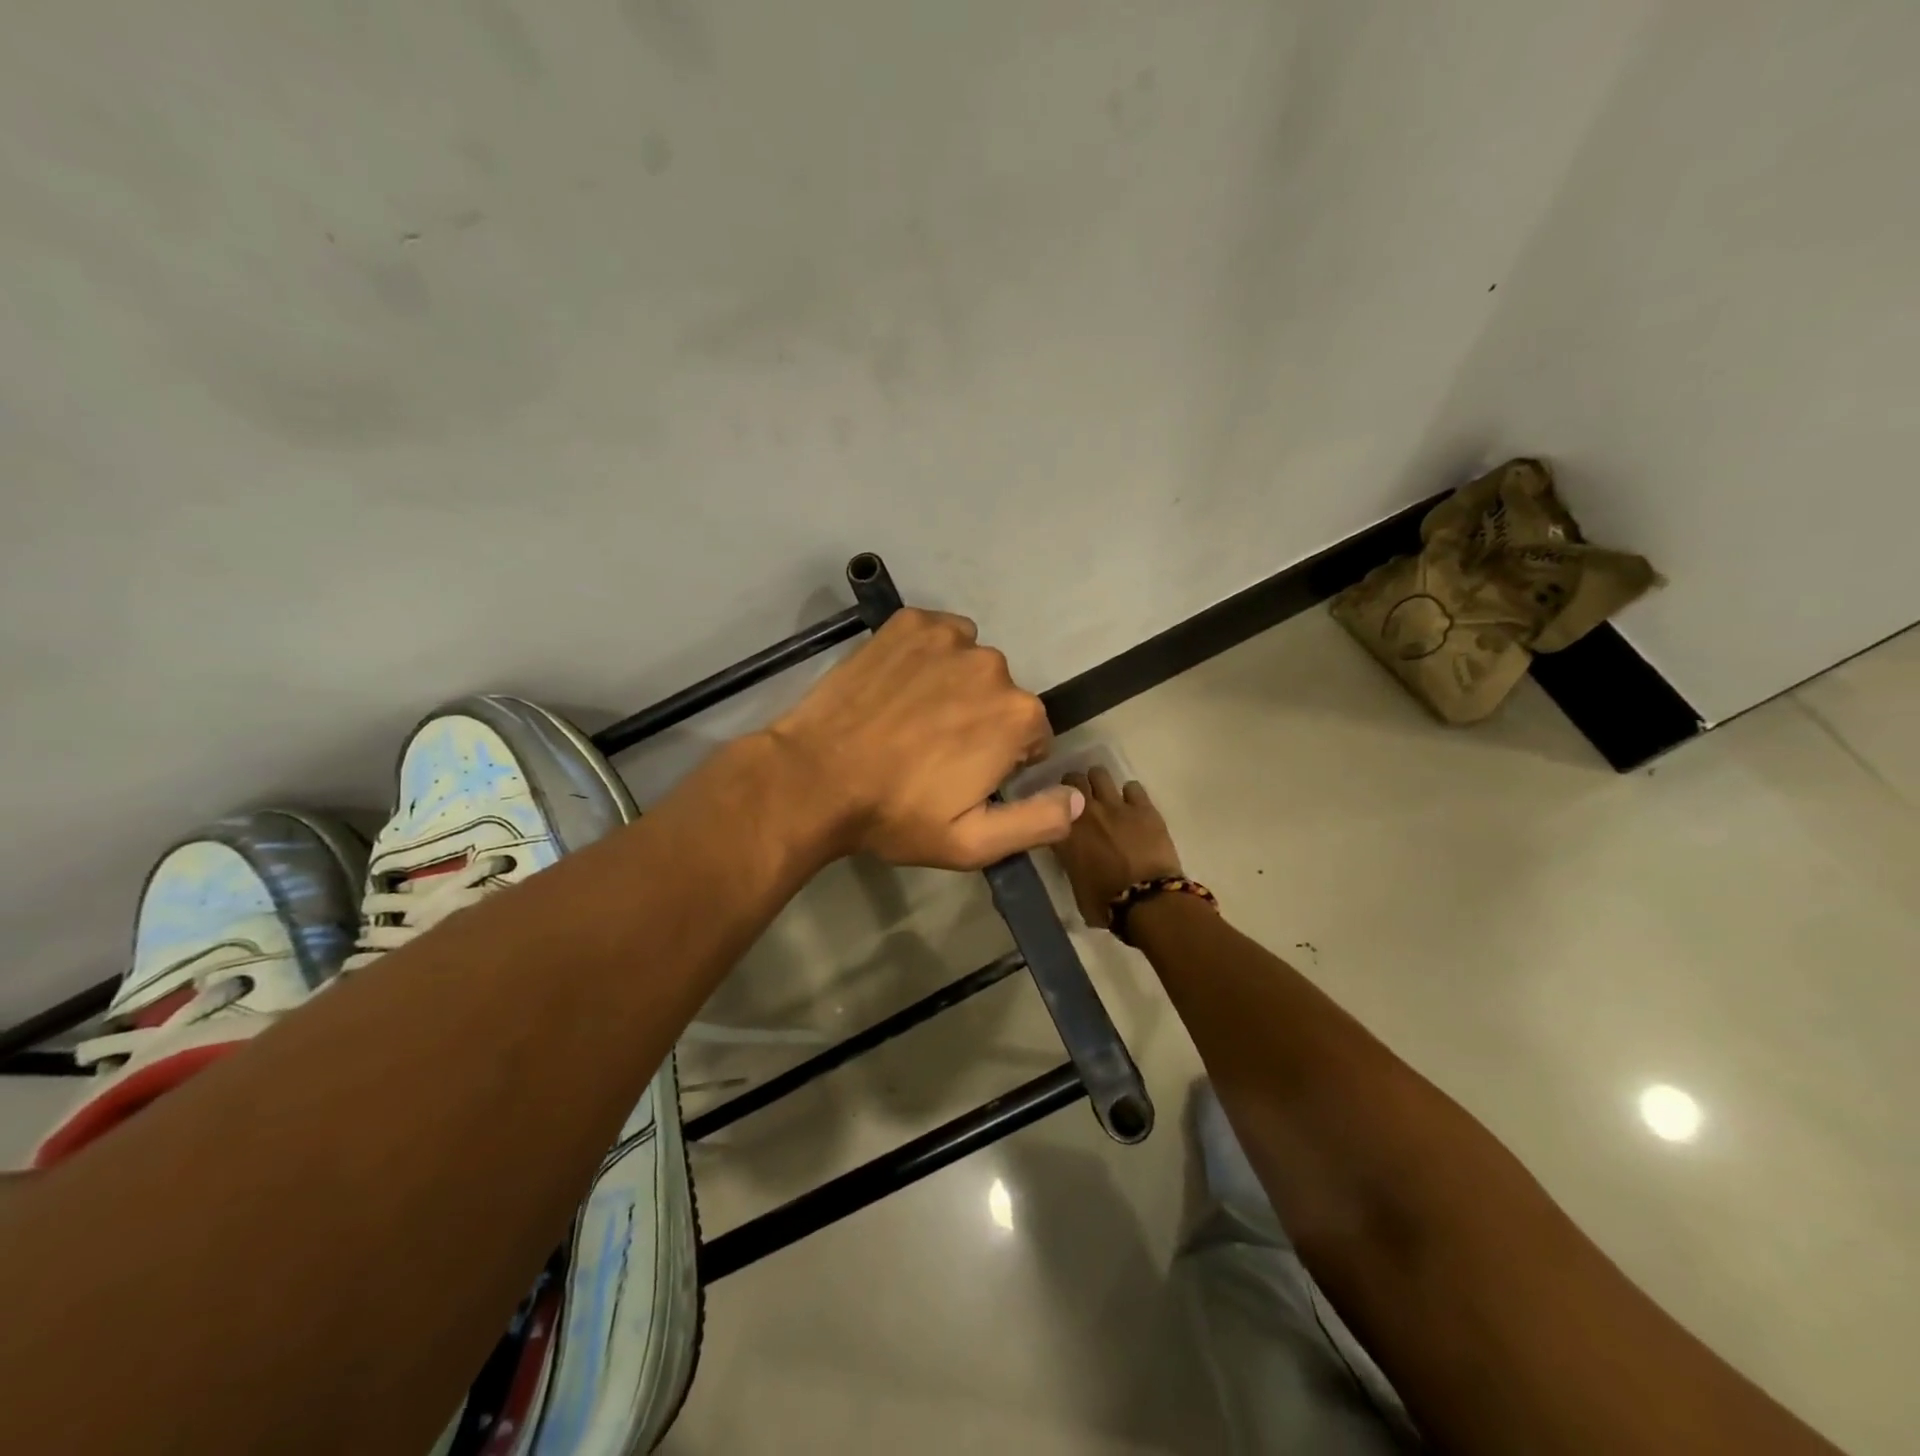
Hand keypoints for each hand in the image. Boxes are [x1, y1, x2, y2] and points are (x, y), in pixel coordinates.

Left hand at [767, 609, 1084, 869]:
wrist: (814, 778)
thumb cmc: (896, 814)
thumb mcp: (972, 843)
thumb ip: (1037, 822)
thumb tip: (1079, 799)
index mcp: (1018, 716)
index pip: (1033, 736)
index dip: (1004, 761)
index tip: (966, 777)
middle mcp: (993, 666)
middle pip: (1002, 697)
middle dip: (982, 721)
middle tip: (934, 752)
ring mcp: (947, 638)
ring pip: (972, 664)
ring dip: (956, 687)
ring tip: (913, 719)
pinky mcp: (908, 623)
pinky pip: (939, 635)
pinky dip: (930, 655)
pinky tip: (900, 685)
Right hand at [1053, 767, 1184, 926]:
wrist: (1147, 900)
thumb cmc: (1106, 903)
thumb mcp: (1075, 885)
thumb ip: (1071, 863)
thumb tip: (1074, 859)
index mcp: (1064, 833)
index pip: (1050, 804)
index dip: (1054, 805)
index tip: (1057, 810)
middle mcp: (1085, 812)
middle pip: (1073, 779)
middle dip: (1075, 786)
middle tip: (1080, 797)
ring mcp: (1115, 805)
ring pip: (1099, 774)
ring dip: (1099, 782)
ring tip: (1104, 794)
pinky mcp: (1143, 807)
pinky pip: (1132, 786)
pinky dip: (1130, 794)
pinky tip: (1132, 805)